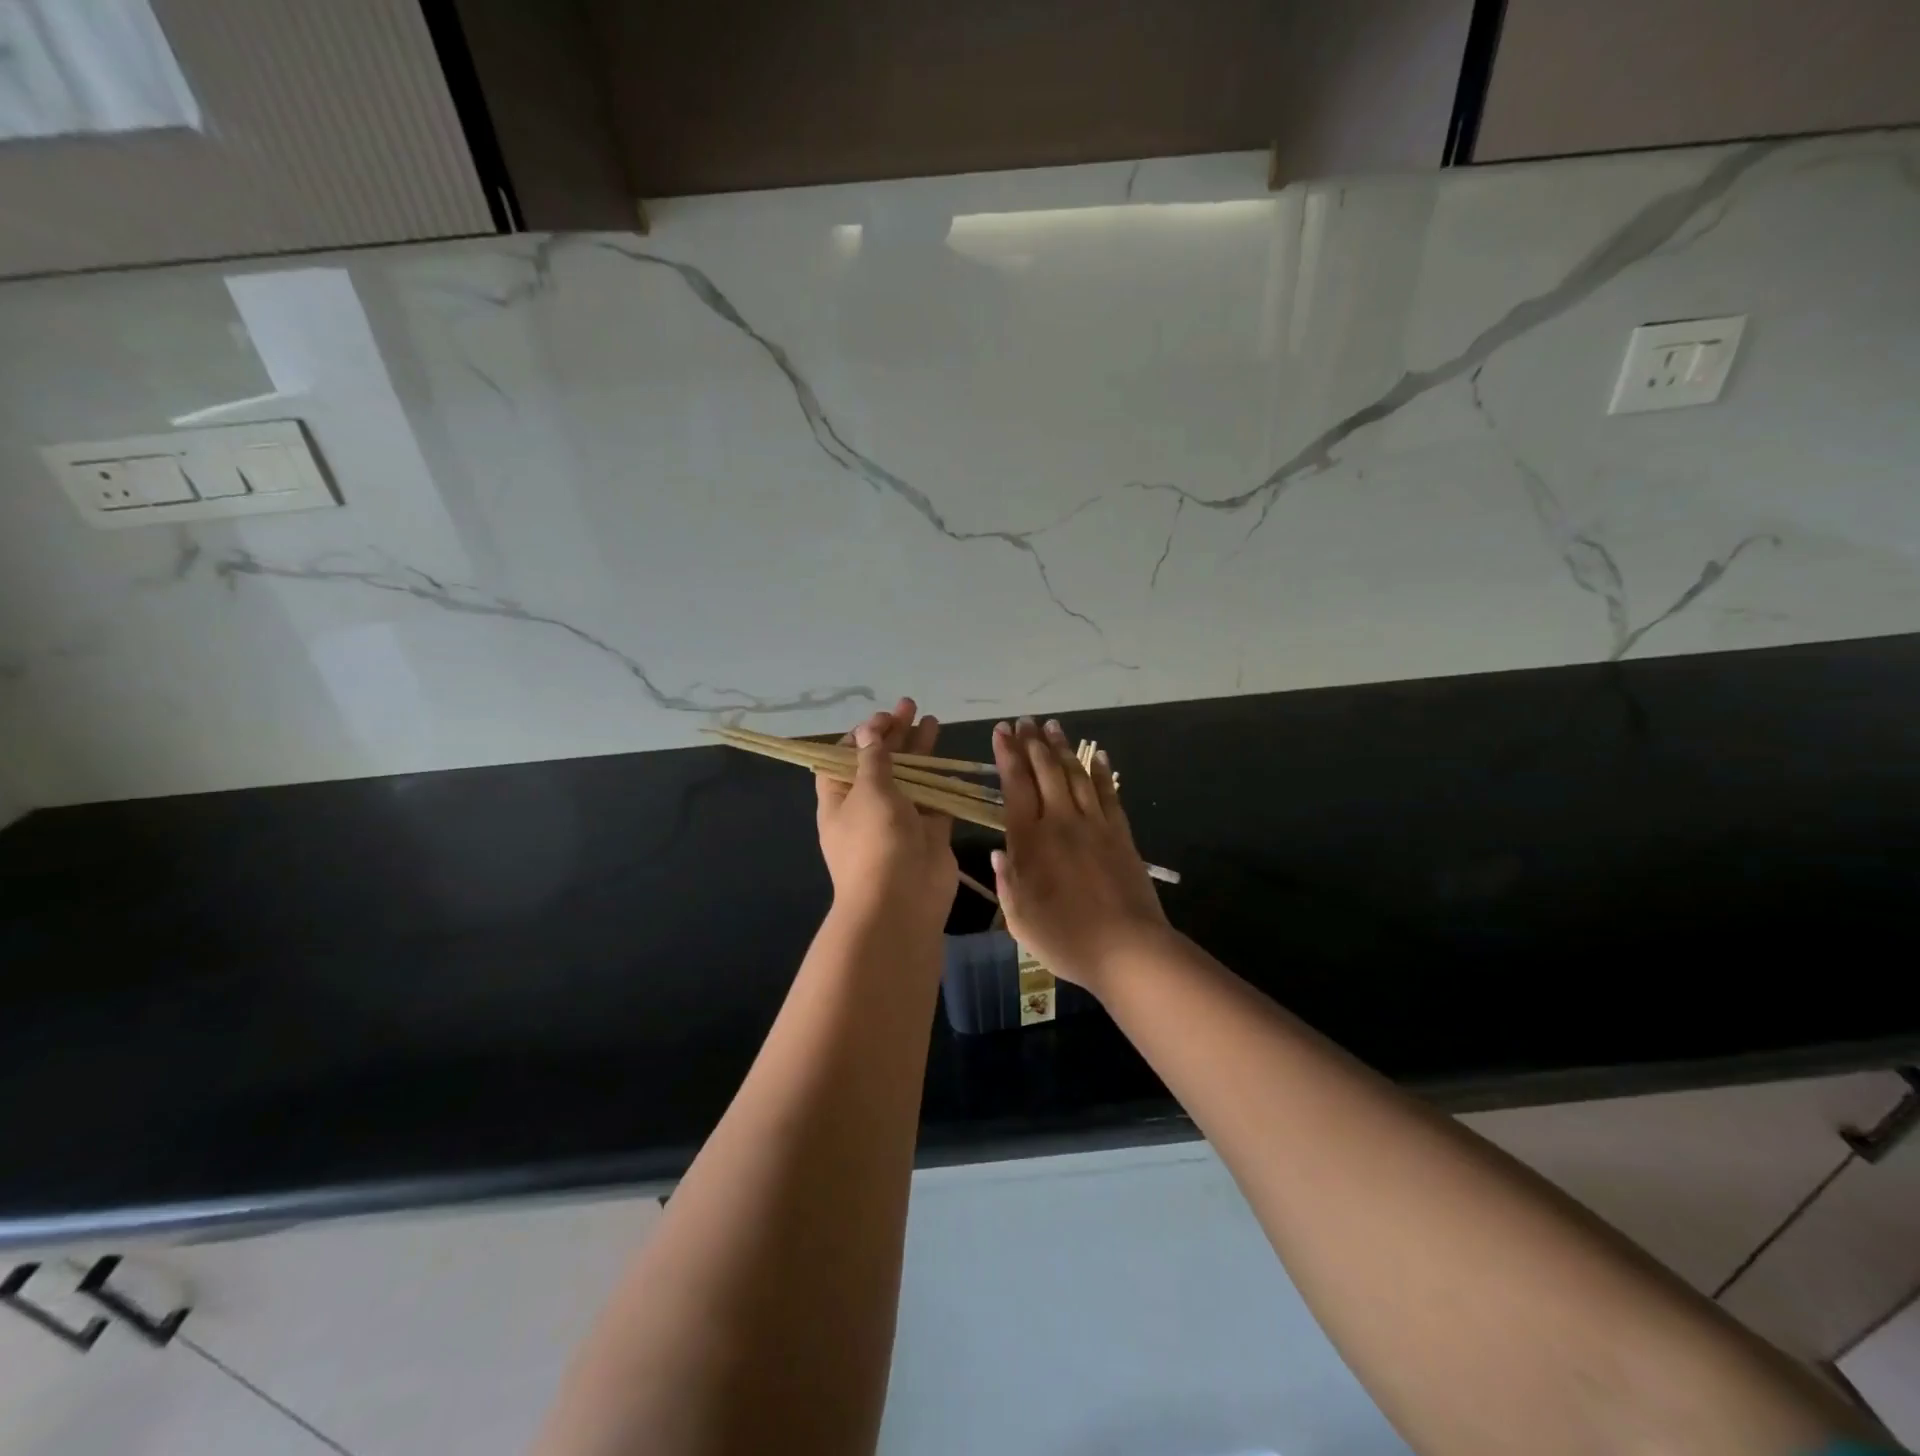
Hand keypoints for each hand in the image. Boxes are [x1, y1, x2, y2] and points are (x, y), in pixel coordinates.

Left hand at [815, 697, 957, 932]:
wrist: (900, 902)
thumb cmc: (874, 842)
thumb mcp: (868, 792)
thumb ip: (873, 759)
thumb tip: (867, 731)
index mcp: (839, 799)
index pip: (844, 758)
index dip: (861, 736)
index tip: (882, 719)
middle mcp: (867, 808)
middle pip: (880, 763)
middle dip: (894, 735)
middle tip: (910, 706)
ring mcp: (898, 821)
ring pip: (909, 779)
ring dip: (919, 752)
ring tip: (933, 720)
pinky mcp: (927, 833)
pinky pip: (934, 801)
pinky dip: (941, 782)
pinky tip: (950, 759)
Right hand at [990, 717, 1170, 993]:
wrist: (1126, 949)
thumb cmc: (1065, 939)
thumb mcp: (1019, 919)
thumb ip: (1006, 882)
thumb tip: (997, 853)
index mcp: (1030, 841)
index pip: (1015, 786)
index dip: (1007, 755)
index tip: (1001, 731)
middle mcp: (1060, 822)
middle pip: (1045, 771)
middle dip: (1032, 743)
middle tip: (1025, 721)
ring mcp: (1094, 825)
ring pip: (1075, 775)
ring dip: (1062, 748)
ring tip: (1053, 726)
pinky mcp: (1120, 834)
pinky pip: (1108, 793)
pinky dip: (1100, 771)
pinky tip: (1096, 754)